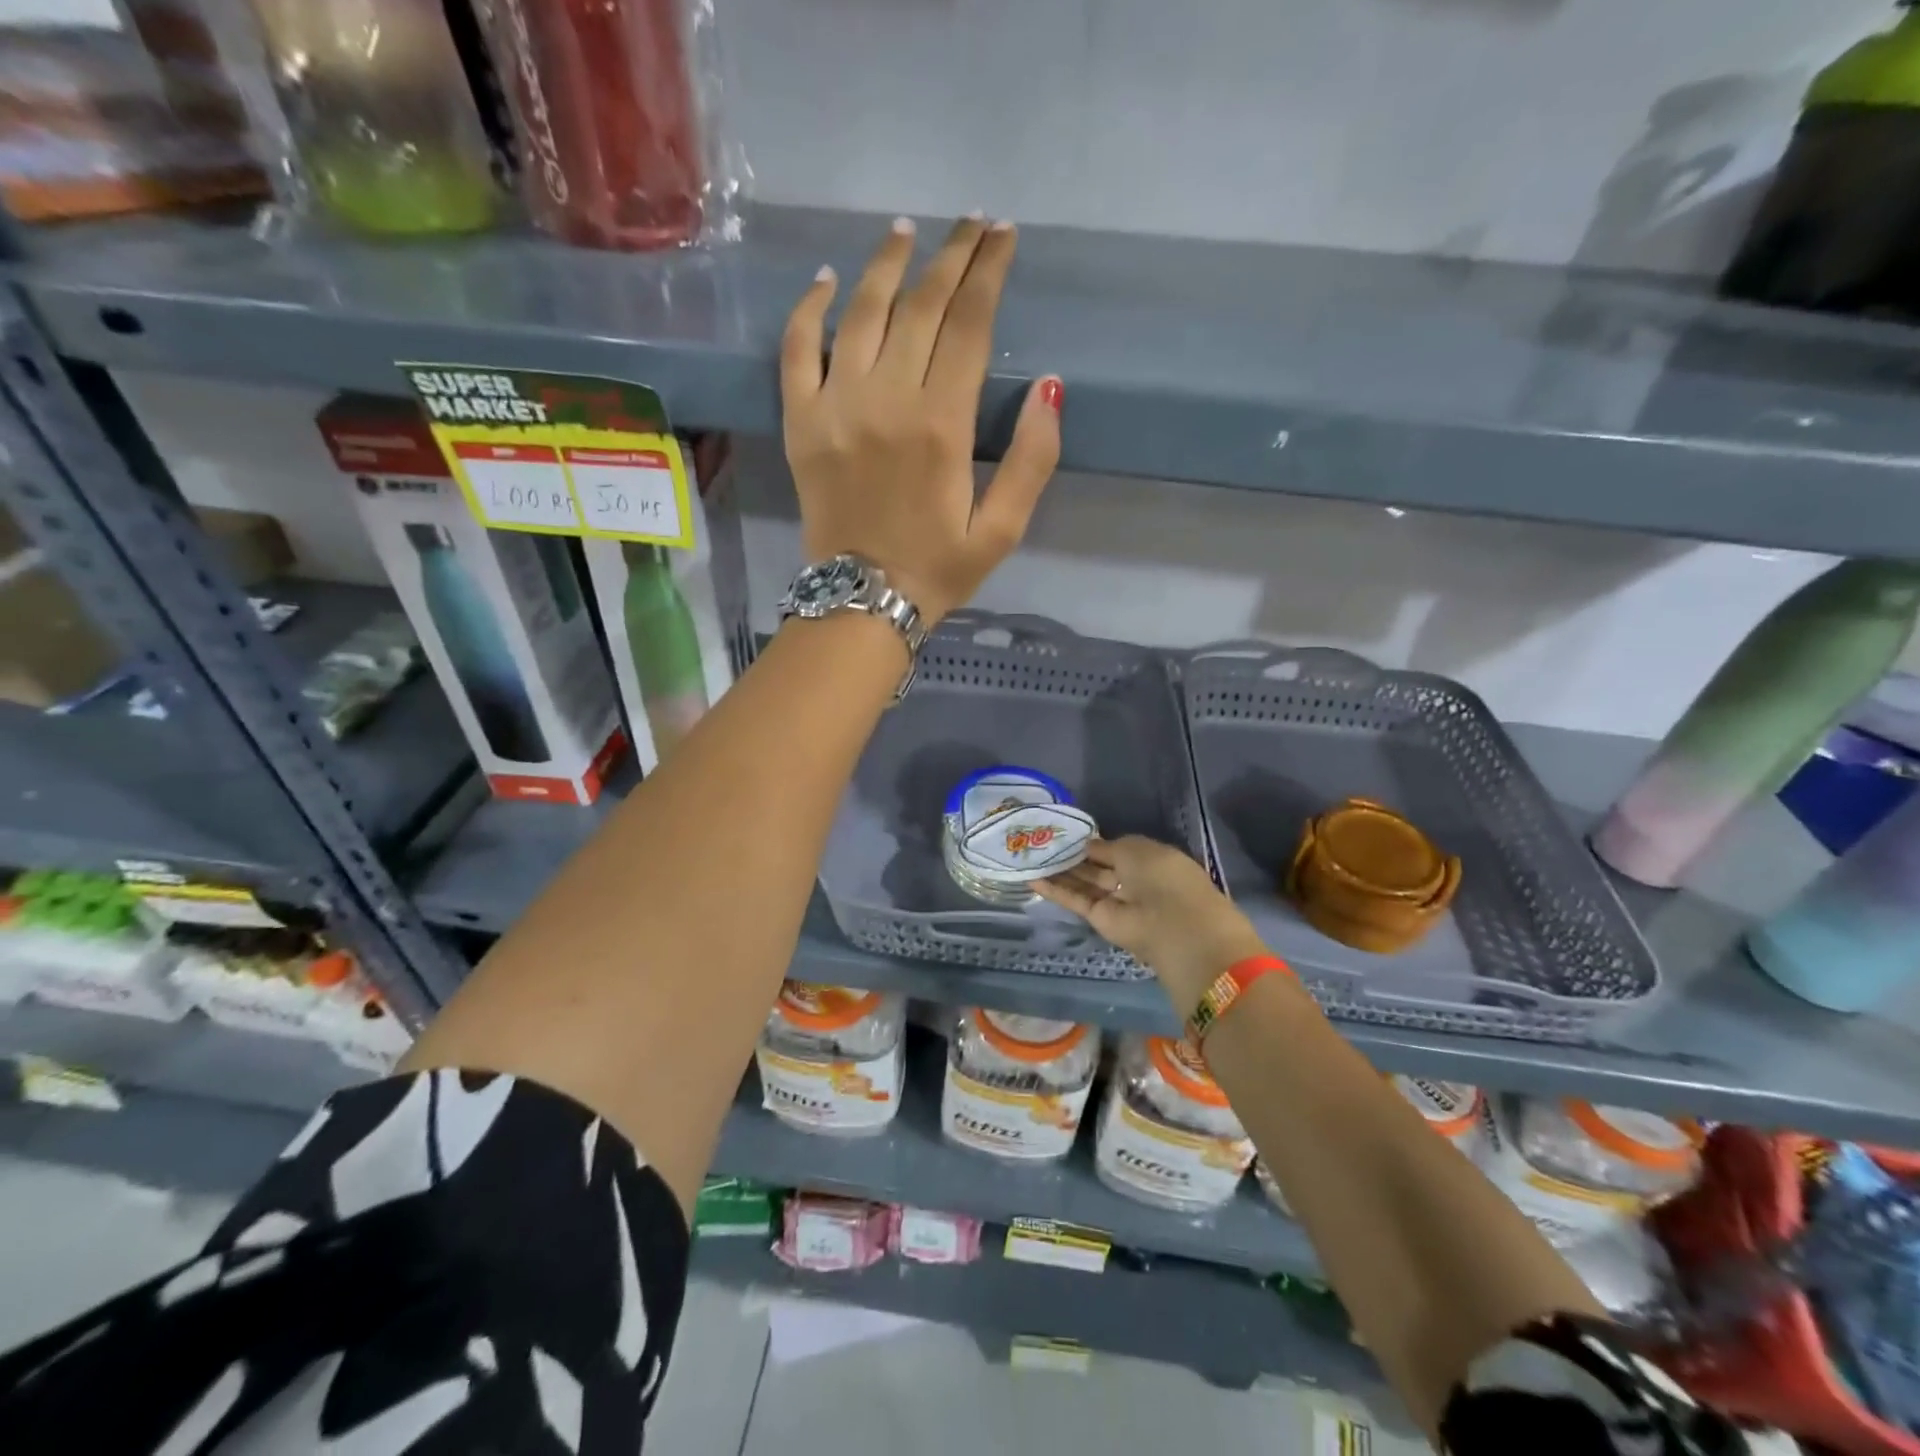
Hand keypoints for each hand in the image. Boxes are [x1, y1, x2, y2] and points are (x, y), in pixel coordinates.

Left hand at [780, 215, 1062, 624]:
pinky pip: (798, 349)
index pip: (970, 325)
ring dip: (887, 263)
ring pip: (862, 312)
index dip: (989, 273)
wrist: (861, 601)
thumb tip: (1049, 386)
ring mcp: (836, 406)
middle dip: (952, 255)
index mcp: (942, 425)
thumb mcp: (1003, 530)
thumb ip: (1032, 461)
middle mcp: (888, 400)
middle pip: (921, 305)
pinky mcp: (801, 422)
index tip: (1004, 236)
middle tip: (972, 223)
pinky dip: (811, 308)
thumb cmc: (937, 570)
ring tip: (907, 231)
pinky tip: (828, 280)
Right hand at [1035, 837, 1268, 1011]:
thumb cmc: (1161, 875)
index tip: (1066, 833)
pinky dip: (1055, 891)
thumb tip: (1087, 845)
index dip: (1092, 843)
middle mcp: (1132, 880)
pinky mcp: (1100, 919)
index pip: (1115, 850)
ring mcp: (1115, 901)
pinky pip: (1076, 901)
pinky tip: (1032, 879)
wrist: (1172, 923)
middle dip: (1072, 857)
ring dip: (1059, 872)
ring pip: (1084, 884)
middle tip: (1041, 844)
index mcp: (1149, 860)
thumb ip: (1107, 846)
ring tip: (1030, 857)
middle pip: (1097, 868)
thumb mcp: (1134, 848)